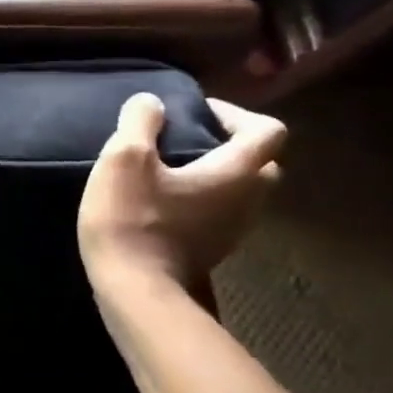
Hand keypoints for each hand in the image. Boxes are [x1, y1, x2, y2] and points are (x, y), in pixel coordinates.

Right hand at [77, 93, 284, 292]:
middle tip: (187, 140)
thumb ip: (141, 122)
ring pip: (241, 191)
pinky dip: (201, 198)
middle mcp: (248, 202)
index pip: (268, 131)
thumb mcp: (125, 158)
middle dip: (230, 144)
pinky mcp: (212, 250)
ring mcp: (233, 231)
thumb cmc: (133, 219)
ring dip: (214, 173)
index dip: (235, 113)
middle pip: (262, 163)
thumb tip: (152, 102)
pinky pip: (219, 213)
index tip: (195, 113)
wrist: (135, 290)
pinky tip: (161, 200)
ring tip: (168, 169)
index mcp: (236, 173)